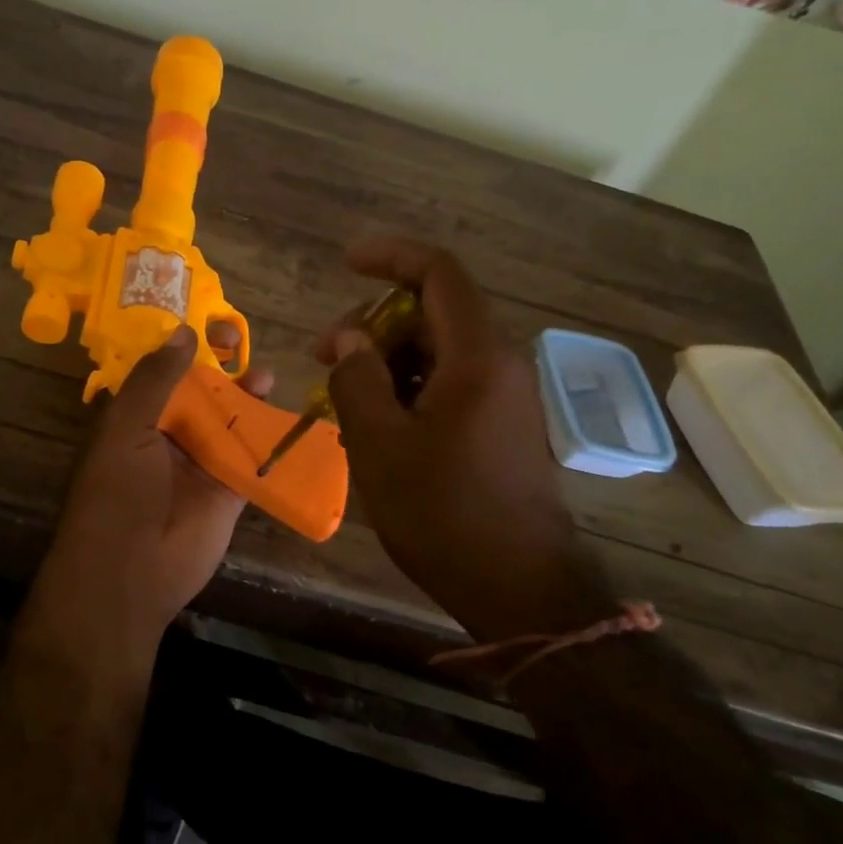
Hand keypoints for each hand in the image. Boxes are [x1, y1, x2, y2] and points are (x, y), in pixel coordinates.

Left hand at [26, 325, 271, 669]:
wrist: (132, 571)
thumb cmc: (118, 492)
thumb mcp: (127, 428)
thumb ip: (155, 380)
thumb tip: (183, 332)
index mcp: (136, 419)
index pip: (162, 372)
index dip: (183, 346)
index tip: (206, 323)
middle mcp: (168, 436)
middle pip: (200, 392)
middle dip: (220, 367)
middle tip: (241, 340)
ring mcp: (201, 464)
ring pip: (229, 421)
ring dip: (246, 398)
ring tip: (266, 376)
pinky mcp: (230, 491)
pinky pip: (252, 458)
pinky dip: (269, 439)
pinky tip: (286, 417)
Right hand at [318, 236, 596, 639]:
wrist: (518, 587)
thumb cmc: (443, 513)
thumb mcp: (380, 444)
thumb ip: (358, 378)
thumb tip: (350, 339)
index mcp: (476, 357)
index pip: (438, 273)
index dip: (391, 256)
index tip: (346, 263)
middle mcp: (499, 364)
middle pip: (432, 313)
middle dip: (373, 323)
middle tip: (324, 357)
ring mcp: (504, 397)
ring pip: (438, 351)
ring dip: (386, 360)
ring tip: (343, 400)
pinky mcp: (500, 426)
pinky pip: (449, 384)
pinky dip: (408, 388)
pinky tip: (377, 424)